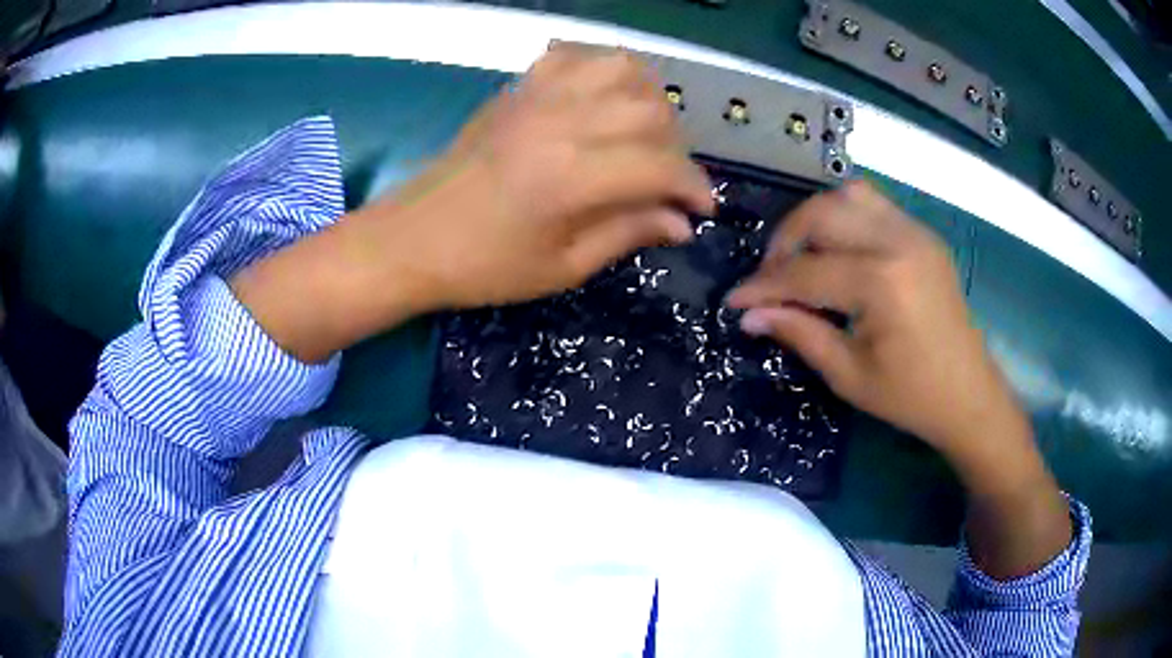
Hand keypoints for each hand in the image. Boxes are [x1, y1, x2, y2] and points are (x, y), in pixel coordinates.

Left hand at [233, 45, 712, 363]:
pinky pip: (575, 56)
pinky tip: (602, 99)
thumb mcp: (563, 267)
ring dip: (648, 99)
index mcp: (574, 176)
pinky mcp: (518, 88)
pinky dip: (602, 69)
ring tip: (642, 133)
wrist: (412, 239)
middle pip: (653, 111)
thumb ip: (628, 234)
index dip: (693, 187)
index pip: (662, 166)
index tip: (700, 209)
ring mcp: (537, 96)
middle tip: (664, 181)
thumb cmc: (484, 266)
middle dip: (676, 148)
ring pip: (623, 69)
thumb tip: (681, 222)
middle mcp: (563, 122)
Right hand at [729, 182, 1071, 578]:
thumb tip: (750, 315)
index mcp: (881, 283)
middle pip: (821, 214)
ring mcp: (914, 231)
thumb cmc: (910, 397)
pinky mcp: (923, 234)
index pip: (805, 272)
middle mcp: (897, 241)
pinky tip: (838, 250)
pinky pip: (873, 204)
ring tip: (802, 256)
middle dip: (784, 242)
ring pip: (847, 195)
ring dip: (814, 220)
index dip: (763, 287)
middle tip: (769, 278)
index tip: (735, 301)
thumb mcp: (849, 375)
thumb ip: (799, 334)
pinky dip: (845, 216)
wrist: (968, 394)